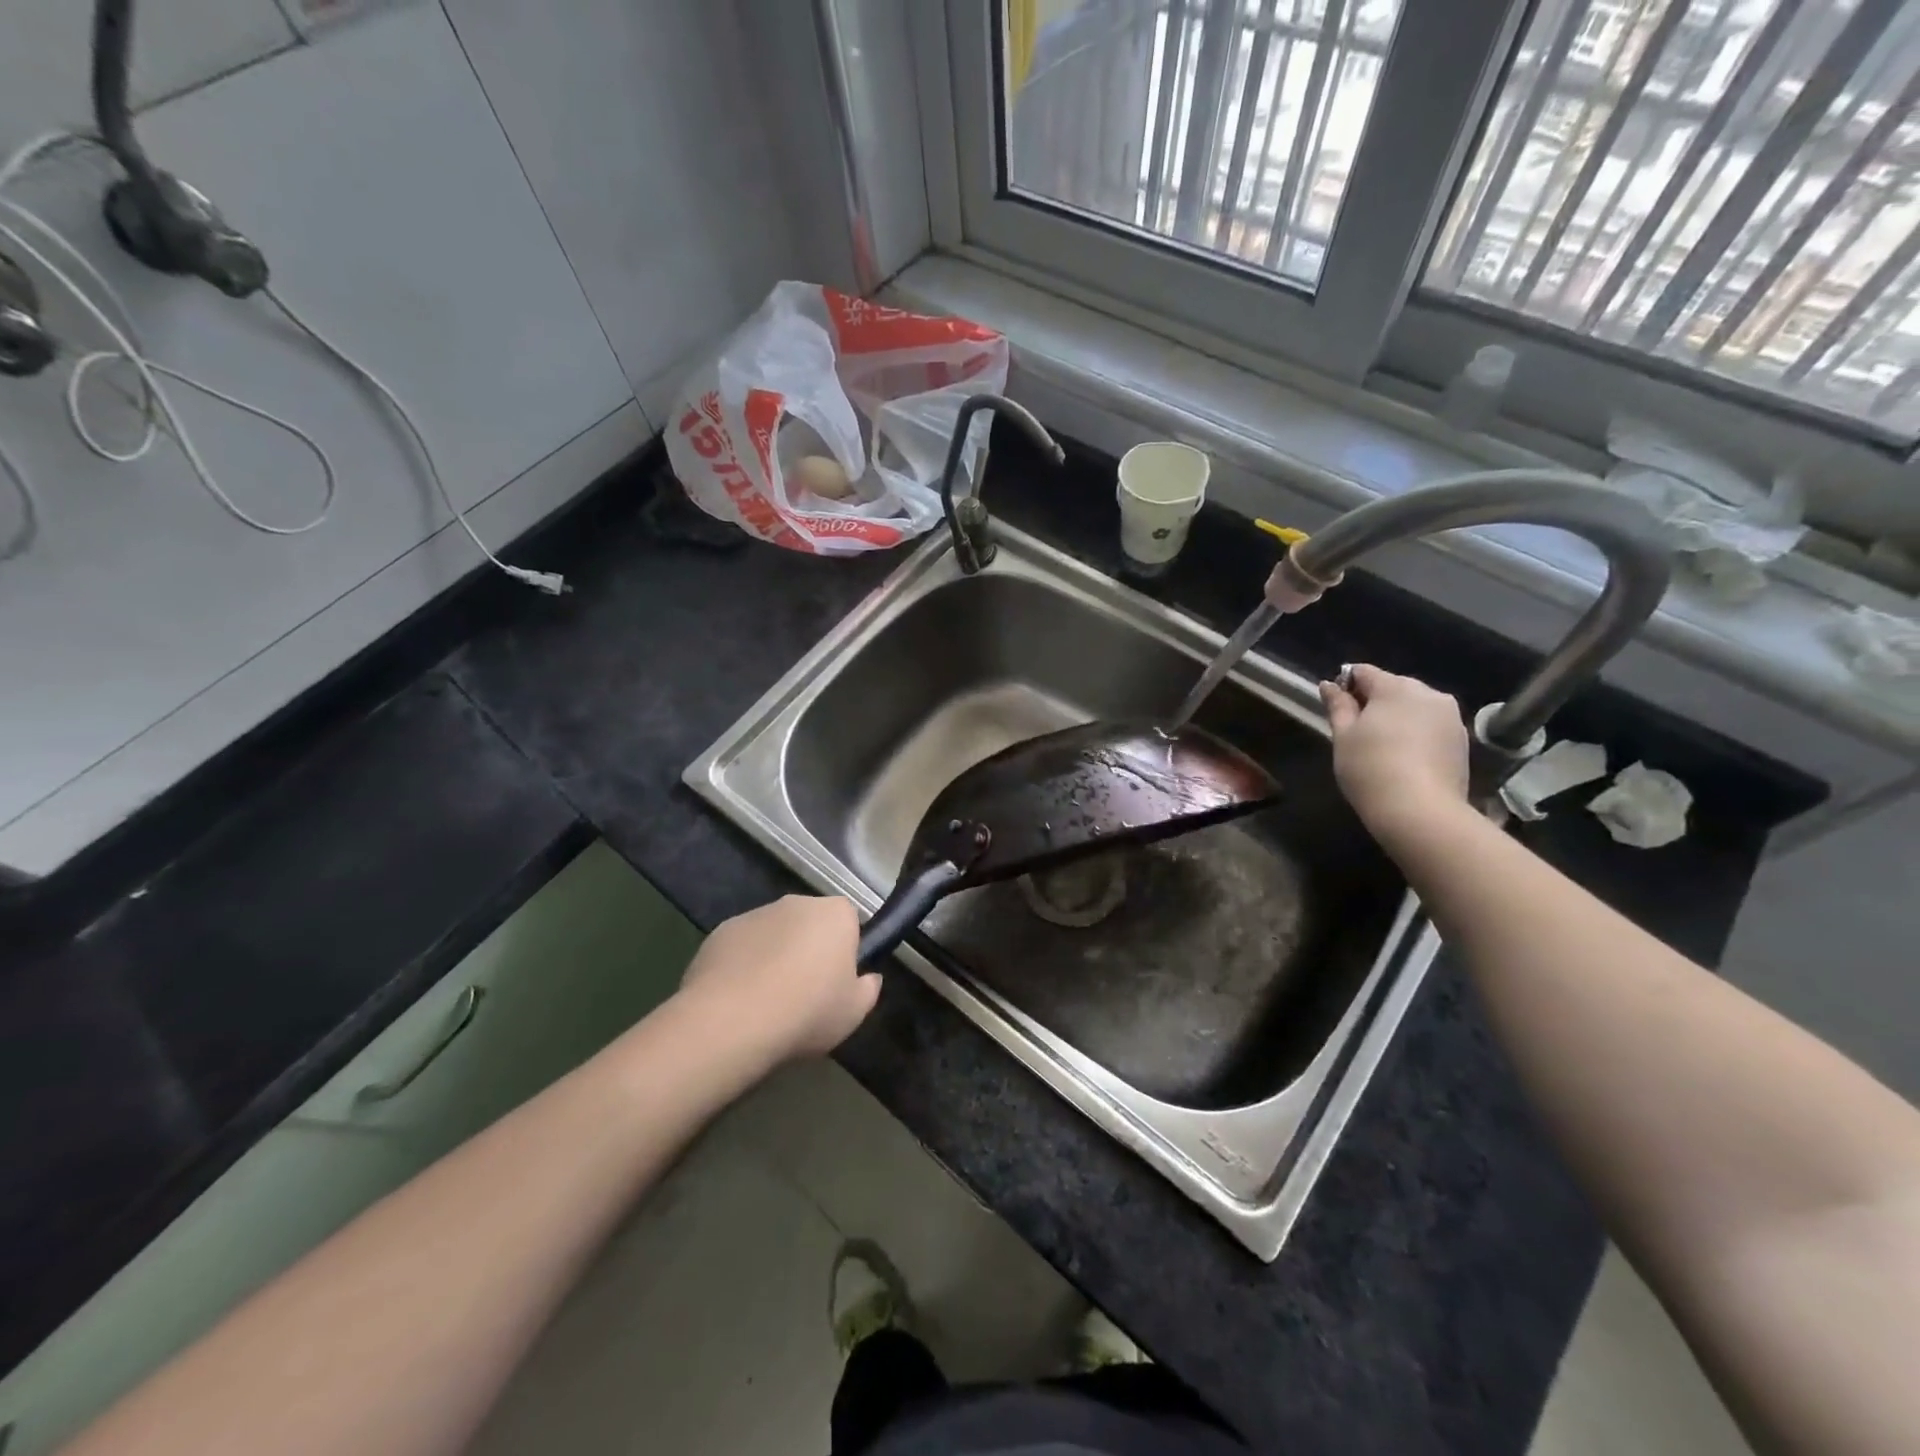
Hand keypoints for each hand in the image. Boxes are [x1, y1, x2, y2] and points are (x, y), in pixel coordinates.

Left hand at [677, 895, 876, 1062]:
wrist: (731, 1021)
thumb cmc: (807, 1011)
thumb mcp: (854, 1012)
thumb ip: (868, 989)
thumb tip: (868, 978)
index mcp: (836, 914)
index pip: (849, 920)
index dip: (845, 950)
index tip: (838, 981)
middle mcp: (797, 903)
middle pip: (810, 923)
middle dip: (809, 949)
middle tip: (806, 993)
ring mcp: (755, 914)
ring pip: (774, 933)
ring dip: (775, 956)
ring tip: (768, 1002)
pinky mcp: (720, 931)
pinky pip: (742, 947)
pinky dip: (743, 965)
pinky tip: (738, 1000)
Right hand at [1319, 664, 1470, 841]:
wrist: (1421, 812)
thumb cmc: (1370, 768)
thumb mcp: (1343, 736)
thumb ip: (1337, 706)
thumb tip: (1328, 685)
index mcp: (1396, 687)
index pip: (1364, 672)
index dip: (1345, 685)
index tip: (1336, 708)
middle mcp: (1429, 694)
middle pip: (1393, 687)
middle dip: (1374, 702)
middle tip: (1356, 732)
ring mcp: (1451, 718)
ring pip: (1415, 708)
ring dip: (1397, 719)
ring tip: (1382, 748)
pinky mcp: (1462, 742)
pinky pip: (1431, 727)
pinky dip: (1416, 735)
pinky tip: (1404, 760)